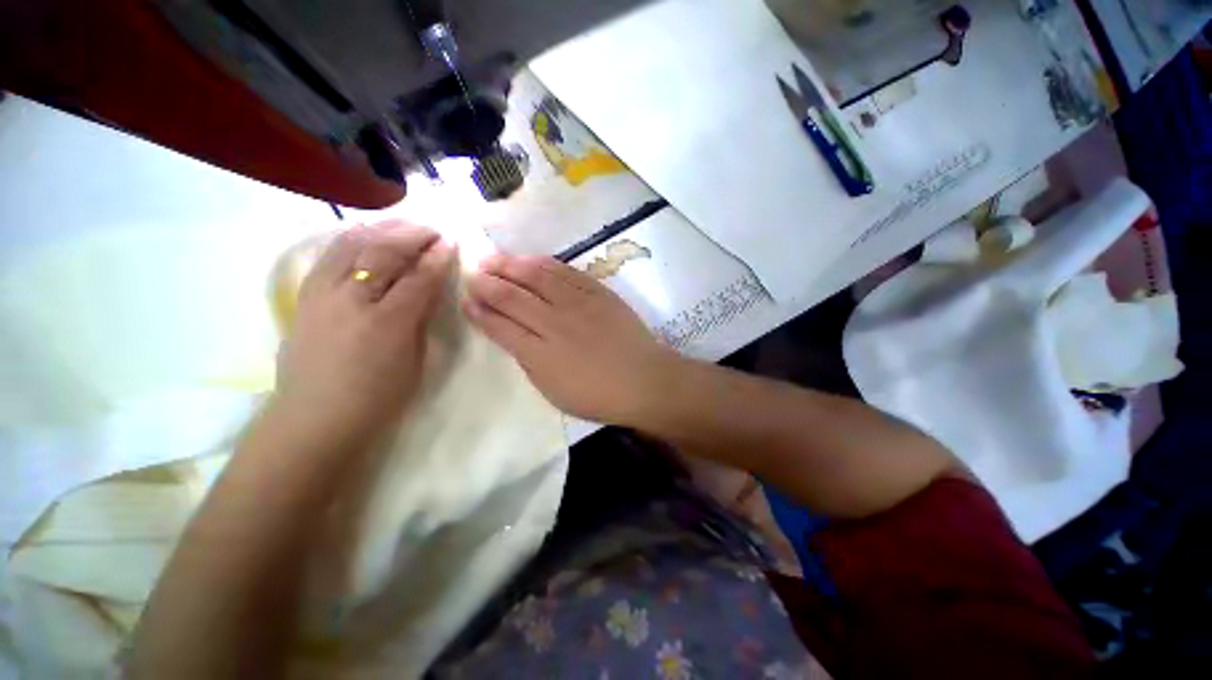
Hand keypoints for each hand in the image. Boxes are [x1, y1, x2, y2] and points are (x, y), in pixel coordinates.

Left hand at [272, 221, 455, 446]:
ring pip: (351, 246)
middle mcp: (351, 300)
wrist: (315, 417)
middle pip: (383, 253)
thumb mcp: (415, 360)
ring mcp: (322, 295)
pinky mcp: (304, 297)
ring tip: (402, 225)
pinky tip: (365, 235)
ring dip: (381, 230)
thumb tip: (431, 288)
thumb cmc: (377, 396)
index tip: (452, 242)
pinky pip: (329, 256)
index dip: (437, 258)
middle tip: (432, 230)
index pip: (418, 278)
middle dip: (412, 236)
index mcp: (387, 322)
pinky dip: (351, 240)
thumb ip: (421, 318)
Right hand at [463, 253, 682, 424]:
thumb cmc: (598, 395)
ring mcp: (579, 304)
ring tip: (495, 259)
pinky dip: (545, 264)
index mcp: (541, 354)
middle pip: (513, 296)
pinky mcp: (599, 293)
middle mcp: (555, 323)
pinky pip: (567, 272)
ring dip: (511, 265)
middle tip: (473, 272)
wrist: (644, 380)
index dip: (480, 311)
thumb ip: (529, 360)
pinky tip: (532, 260)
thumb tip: (510, 334)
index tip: (466, 299)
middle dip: (488, 282)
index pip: (501, 325)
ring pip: (537, 276)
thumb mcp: (554, 390)